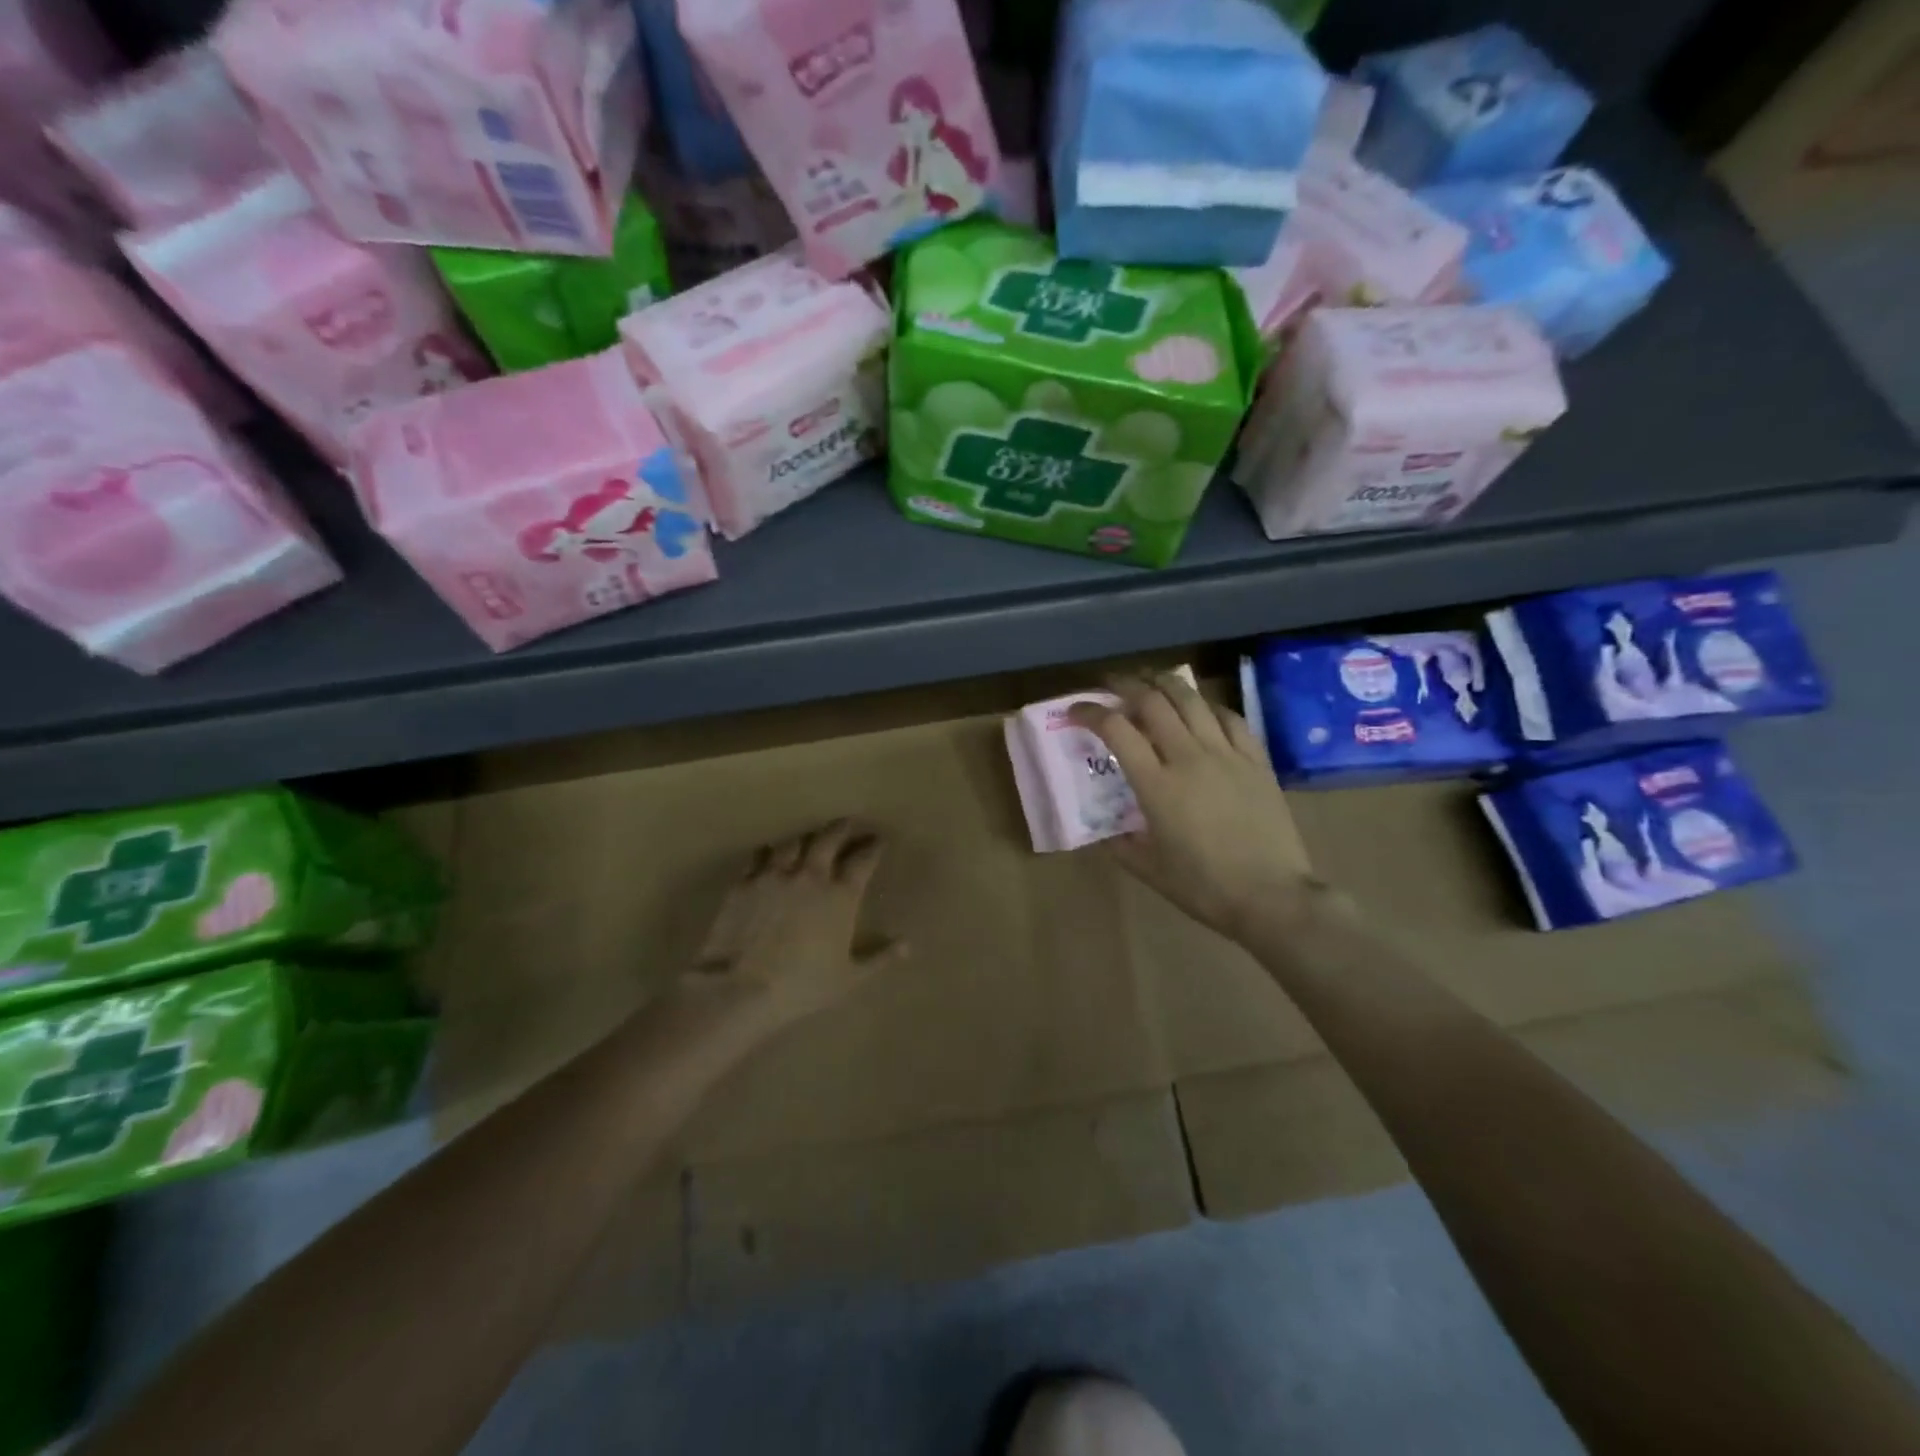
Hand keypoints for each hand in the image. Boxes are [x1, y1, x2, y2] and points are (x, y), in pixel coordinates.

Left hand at [685, 820, 906, 1032]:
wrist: (741, 989)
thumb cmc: (802, 985)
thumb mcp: (849, 978)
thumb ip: (879, 958)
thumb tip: (907, 945)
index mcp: (841, 895)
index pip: (863, 859)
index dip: (874, 846)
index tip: (879, 841)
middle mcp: (810, 875)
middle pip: (829, 837)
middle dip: (842, 827)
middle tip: (849, 823)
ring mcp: (775, 875)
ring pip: (794, 841)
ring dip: (806, 837)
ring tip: (810, 838)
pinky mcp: (744, 882)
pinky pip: (758, 855)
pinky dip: (769, 851)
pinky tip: (770, 853)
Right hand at [1071, 673, 1314, 944]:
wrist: (1272, 896)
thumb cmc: (1204, 887)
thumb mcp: (1148, 870)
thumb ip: (1120, 845)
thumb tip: (1105, 831)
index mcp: (1156, 785)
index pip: (1116, 729)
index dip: (1090, 712)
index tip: (1075, 711)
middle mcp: (1189, 757)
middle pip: (1153, 701)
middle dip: (1126, 685)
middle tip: (1111, 686)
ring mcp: (1226, 754)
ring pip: (1192, 700)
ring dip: (1165, 683)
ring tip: (1151, 682)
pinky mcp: (1256, 760)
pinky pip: (1230, 718)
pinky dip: (1208, 706)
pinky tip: (1201, 709)